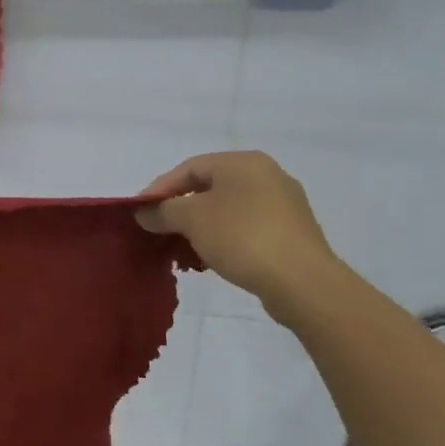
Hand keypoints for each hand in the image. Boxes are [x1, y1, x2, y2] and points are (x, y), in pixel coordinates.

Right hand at [136, 151, 336, 301]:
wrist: (303, 282)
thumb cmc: (242, 237)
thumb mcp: (191, 219)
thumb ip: (163, 211)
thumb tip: (144, 212)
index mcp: (244, 162)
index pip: (189, 168)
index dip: (160, 188)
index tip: (141, 212)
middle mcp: (267, 175)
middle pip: (210, 187)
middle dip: (180, 209)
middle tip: (159, 229)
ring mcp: (285, 205)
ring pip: (229, 209)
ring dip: (202, 226)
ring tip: (183, 248)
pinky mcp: (293, 233)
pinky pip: (248, 228)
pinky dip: (225, 238)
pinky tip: (213, 259)